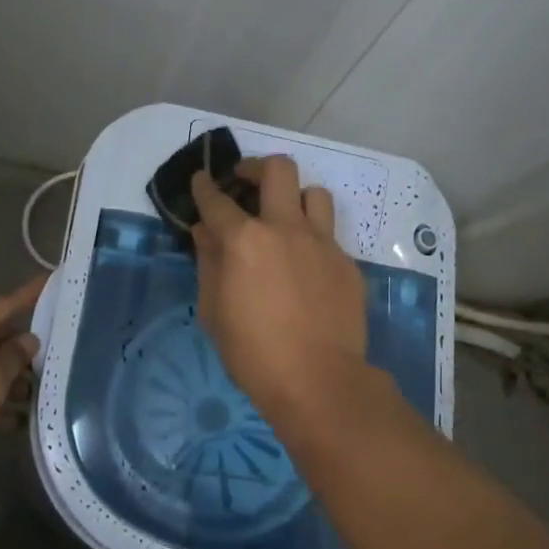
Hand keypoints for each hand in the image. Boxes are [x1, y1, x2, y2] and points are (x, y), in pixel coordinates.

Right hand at [190, 156, 366, 419]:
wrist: (319, 381)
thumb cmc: (253, 353)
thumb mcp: (214, 311)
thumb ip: (209, 262)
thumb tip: (205, 231)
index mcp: (244, 240)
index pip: (217, 200)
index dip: (204, 186)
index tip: (202, 180)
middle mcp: (285, 228)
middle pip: (277, 169)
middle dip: (255, 167)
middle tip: (245, 183)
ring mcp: (322, 243)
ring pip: (314, 193)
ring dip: (294, 197)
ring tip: (284, 217)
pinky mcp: (346, 262)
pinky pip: (329, 234)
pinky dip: (312, 239)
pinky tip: (305, 265)